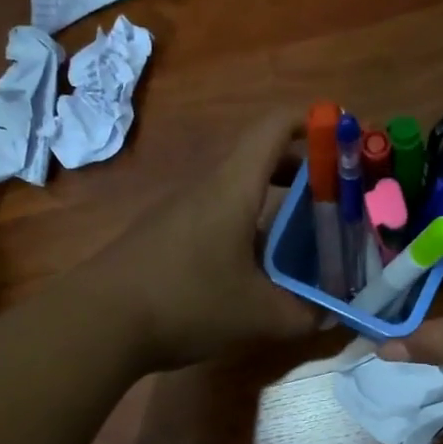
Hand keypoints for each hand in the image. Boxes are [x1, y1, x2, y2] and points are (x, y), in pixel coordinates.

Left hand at [90, 112, 319, 370]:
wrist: (99, 322)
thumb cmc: (187, 302)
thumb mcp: (259, 316)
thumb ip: (304, 315)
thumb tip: (330, 315)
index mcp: (233, 187)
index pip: (275, 126)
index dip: (313, 121)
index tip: (343, 138)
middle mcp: (206, 187)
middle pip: (259, 156)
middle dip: (301, 169)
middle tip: (333, 199)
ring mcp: (180, 210)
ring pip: (237, 189)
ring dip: (273, 202)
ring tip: (302, 237)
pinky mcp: (165, 235)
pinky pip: (217, 215)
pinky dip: (247, 226)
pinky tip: (255, 268)